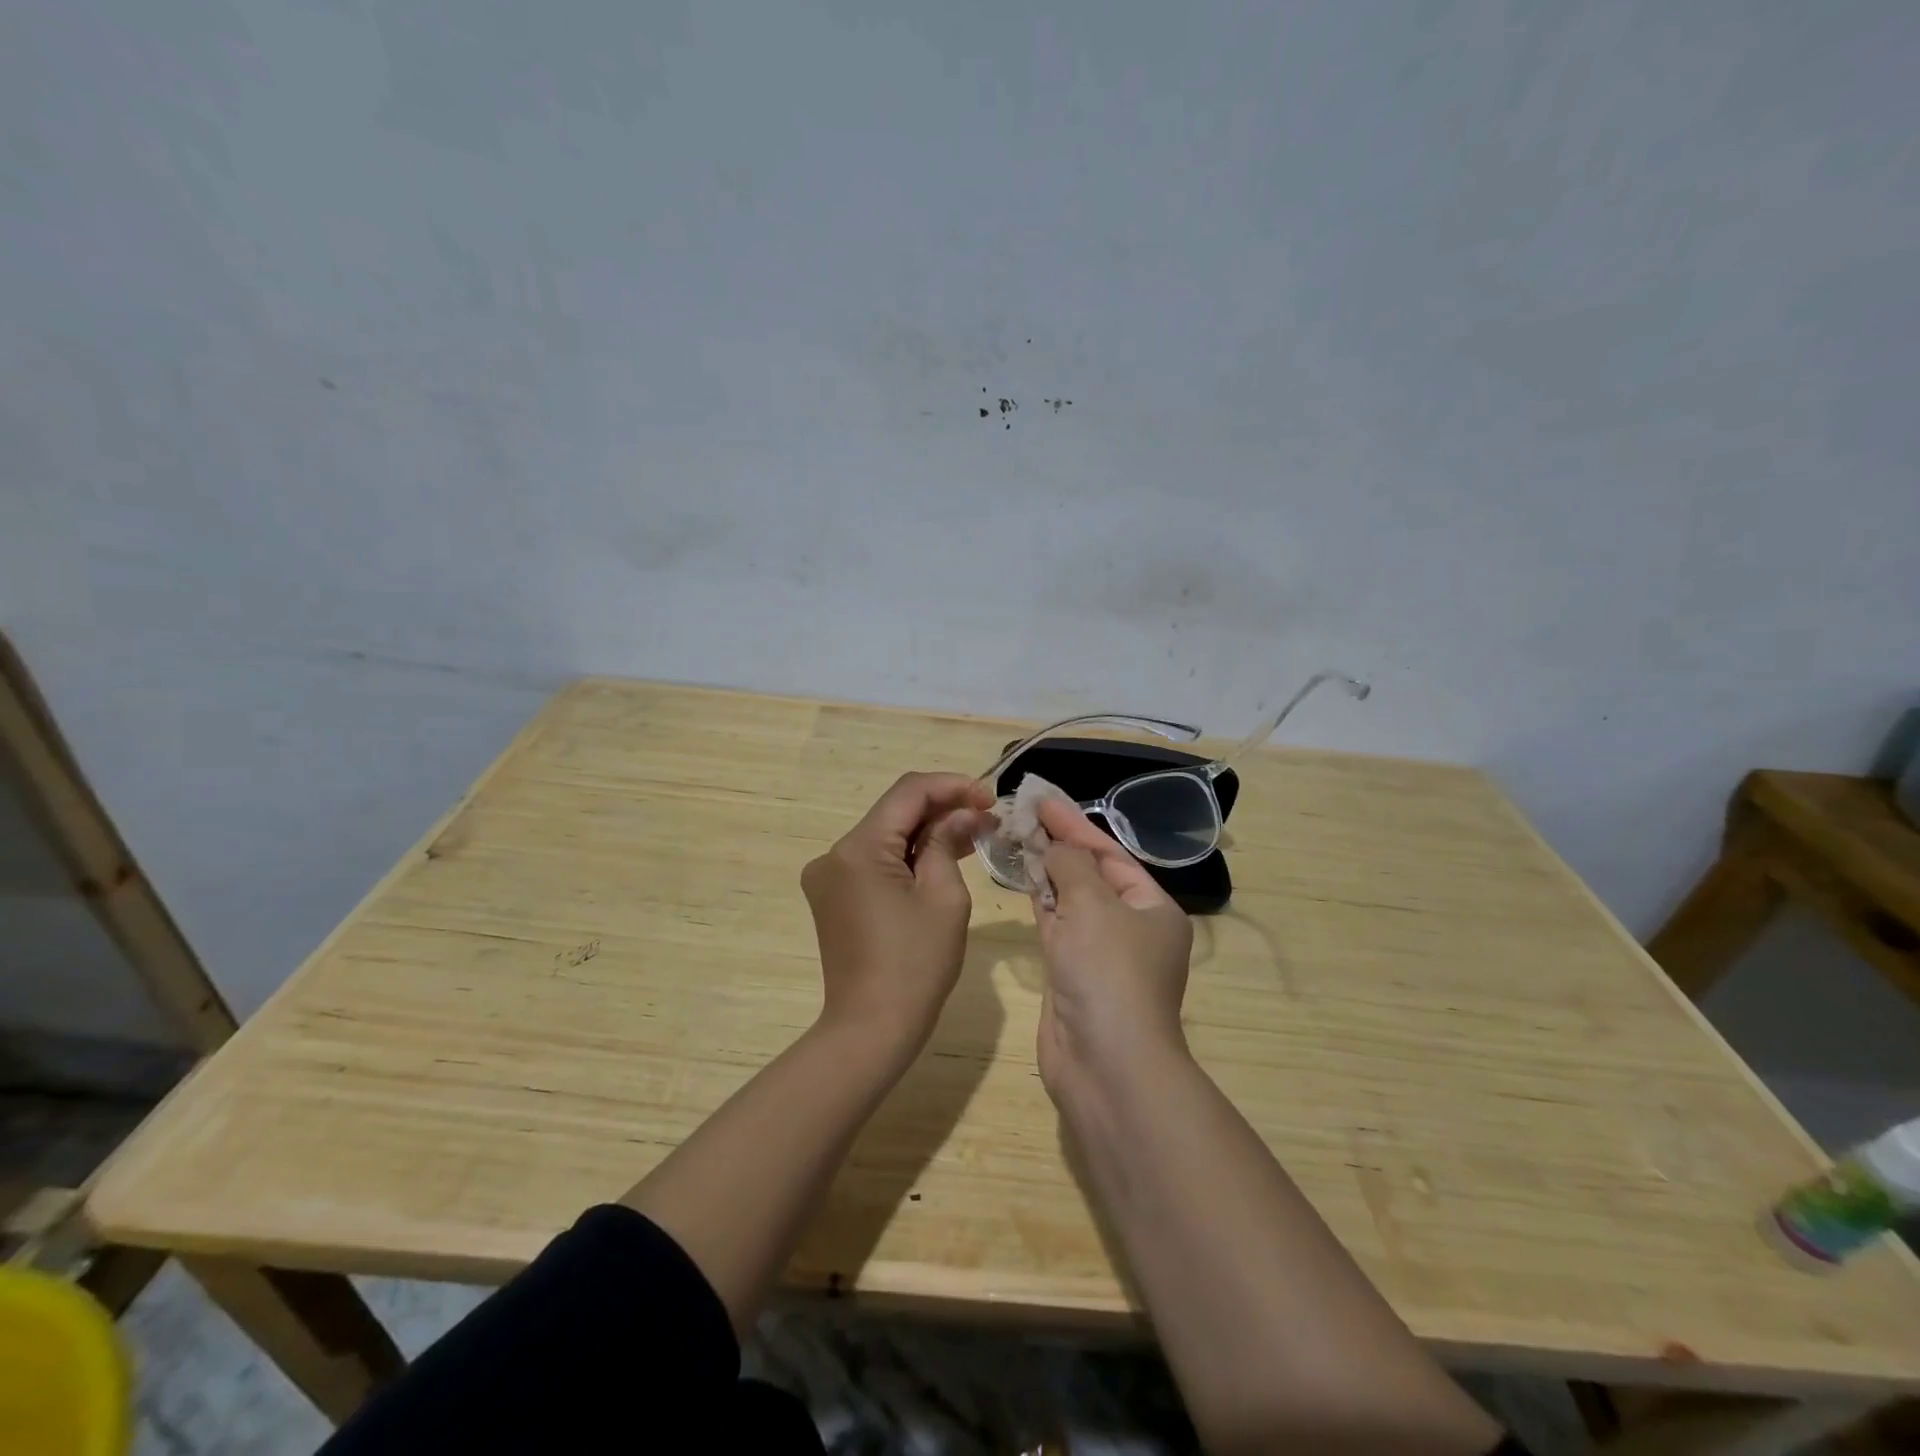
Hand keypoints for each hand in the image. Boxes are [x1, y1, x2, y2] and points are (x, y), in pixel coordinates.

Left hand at [801, 771, 993, 1055]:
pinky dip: (908, 856)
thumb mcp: (944, 896)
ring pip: (886, 836)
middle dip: (942, 809)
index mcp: (858, 849)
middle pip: (894, 812)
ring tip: (974, 833)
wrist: (872, 1029)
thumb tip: (962, 813)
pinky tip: (942, 856)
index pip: (908, 792)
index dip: (951, 786)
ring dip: (927, 832)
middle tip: (987, 816)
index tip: (989, 797)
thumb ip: (948, 842)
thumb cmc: (916, 964)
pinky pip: (875, 861)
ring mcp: (829, 876)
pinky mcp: (833, 896)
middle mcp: (834, 854)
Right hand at [1030, 797, 1193, 1097]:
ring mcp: (1100, 953)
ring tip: (1015, 836)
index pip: (1110, 853)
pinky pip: (1056, 926)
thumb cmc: (1109, 972)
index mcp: (1152, 908)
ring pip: (1070, 900)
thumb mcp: (1093, 905)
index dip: (1075, 824)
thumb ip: (1069, 865)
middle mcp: (1131, 928)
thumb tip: (1054, 847)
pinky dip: (1039, 901)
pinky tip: (1020, 877)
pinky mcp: (1072, 974)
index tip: (1042, 800)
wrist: (1106, 1064)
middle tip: (1023, 814)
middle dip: (1058, 845)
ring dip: (1045, 871)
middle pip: (1091, 874)